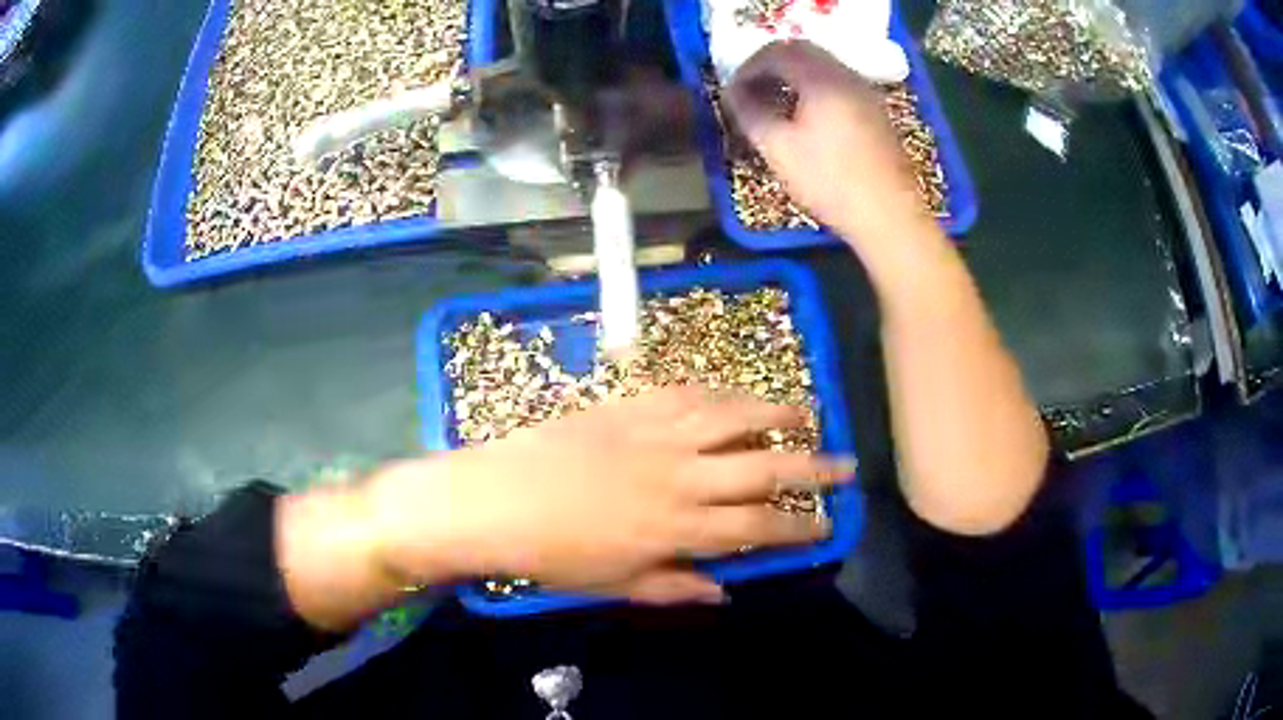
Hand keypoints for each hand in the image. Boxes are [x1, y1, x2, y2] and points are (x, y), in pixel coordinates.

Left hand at [363, 386, 854, 604]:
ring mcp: (657, 435)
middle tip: (844, 465)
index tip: (826, 524)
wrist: (497, 500)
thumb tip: (724, 591)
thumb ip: (674, 586)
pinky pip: (688, 393)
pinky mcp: (631, 406)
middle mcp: (681, 479)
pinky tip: (737, 394)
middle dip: (811, 469)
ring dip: (775, 414)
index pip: (757, 528)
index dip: (798, 527)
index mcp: (678, 530)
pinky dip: (720, 393)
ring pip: (733, 419)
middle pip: (762, 470)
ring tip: (805, 412)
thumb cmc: (553, 554)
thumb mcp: (615, 584)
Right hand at [726, 41, 926, 238]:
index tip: (733, 90)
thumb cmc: (830, 181)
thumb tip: (733, 94)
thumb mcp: (778, 149)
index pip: (777, 52)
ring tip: (774, 104)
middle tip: (751, 91)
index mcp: (822, 79)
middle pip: (802, 52)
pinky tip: (806, 118)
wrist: (889, 216)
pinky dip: (814, 89)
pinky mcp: (876, 112)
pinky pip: (838, 85)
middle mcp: (847, 76)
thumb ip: (750, 113)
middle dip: (770, 67)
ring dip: (793, 77)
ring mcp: (866, 93)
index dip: (748, 67)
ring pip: (823, 67)